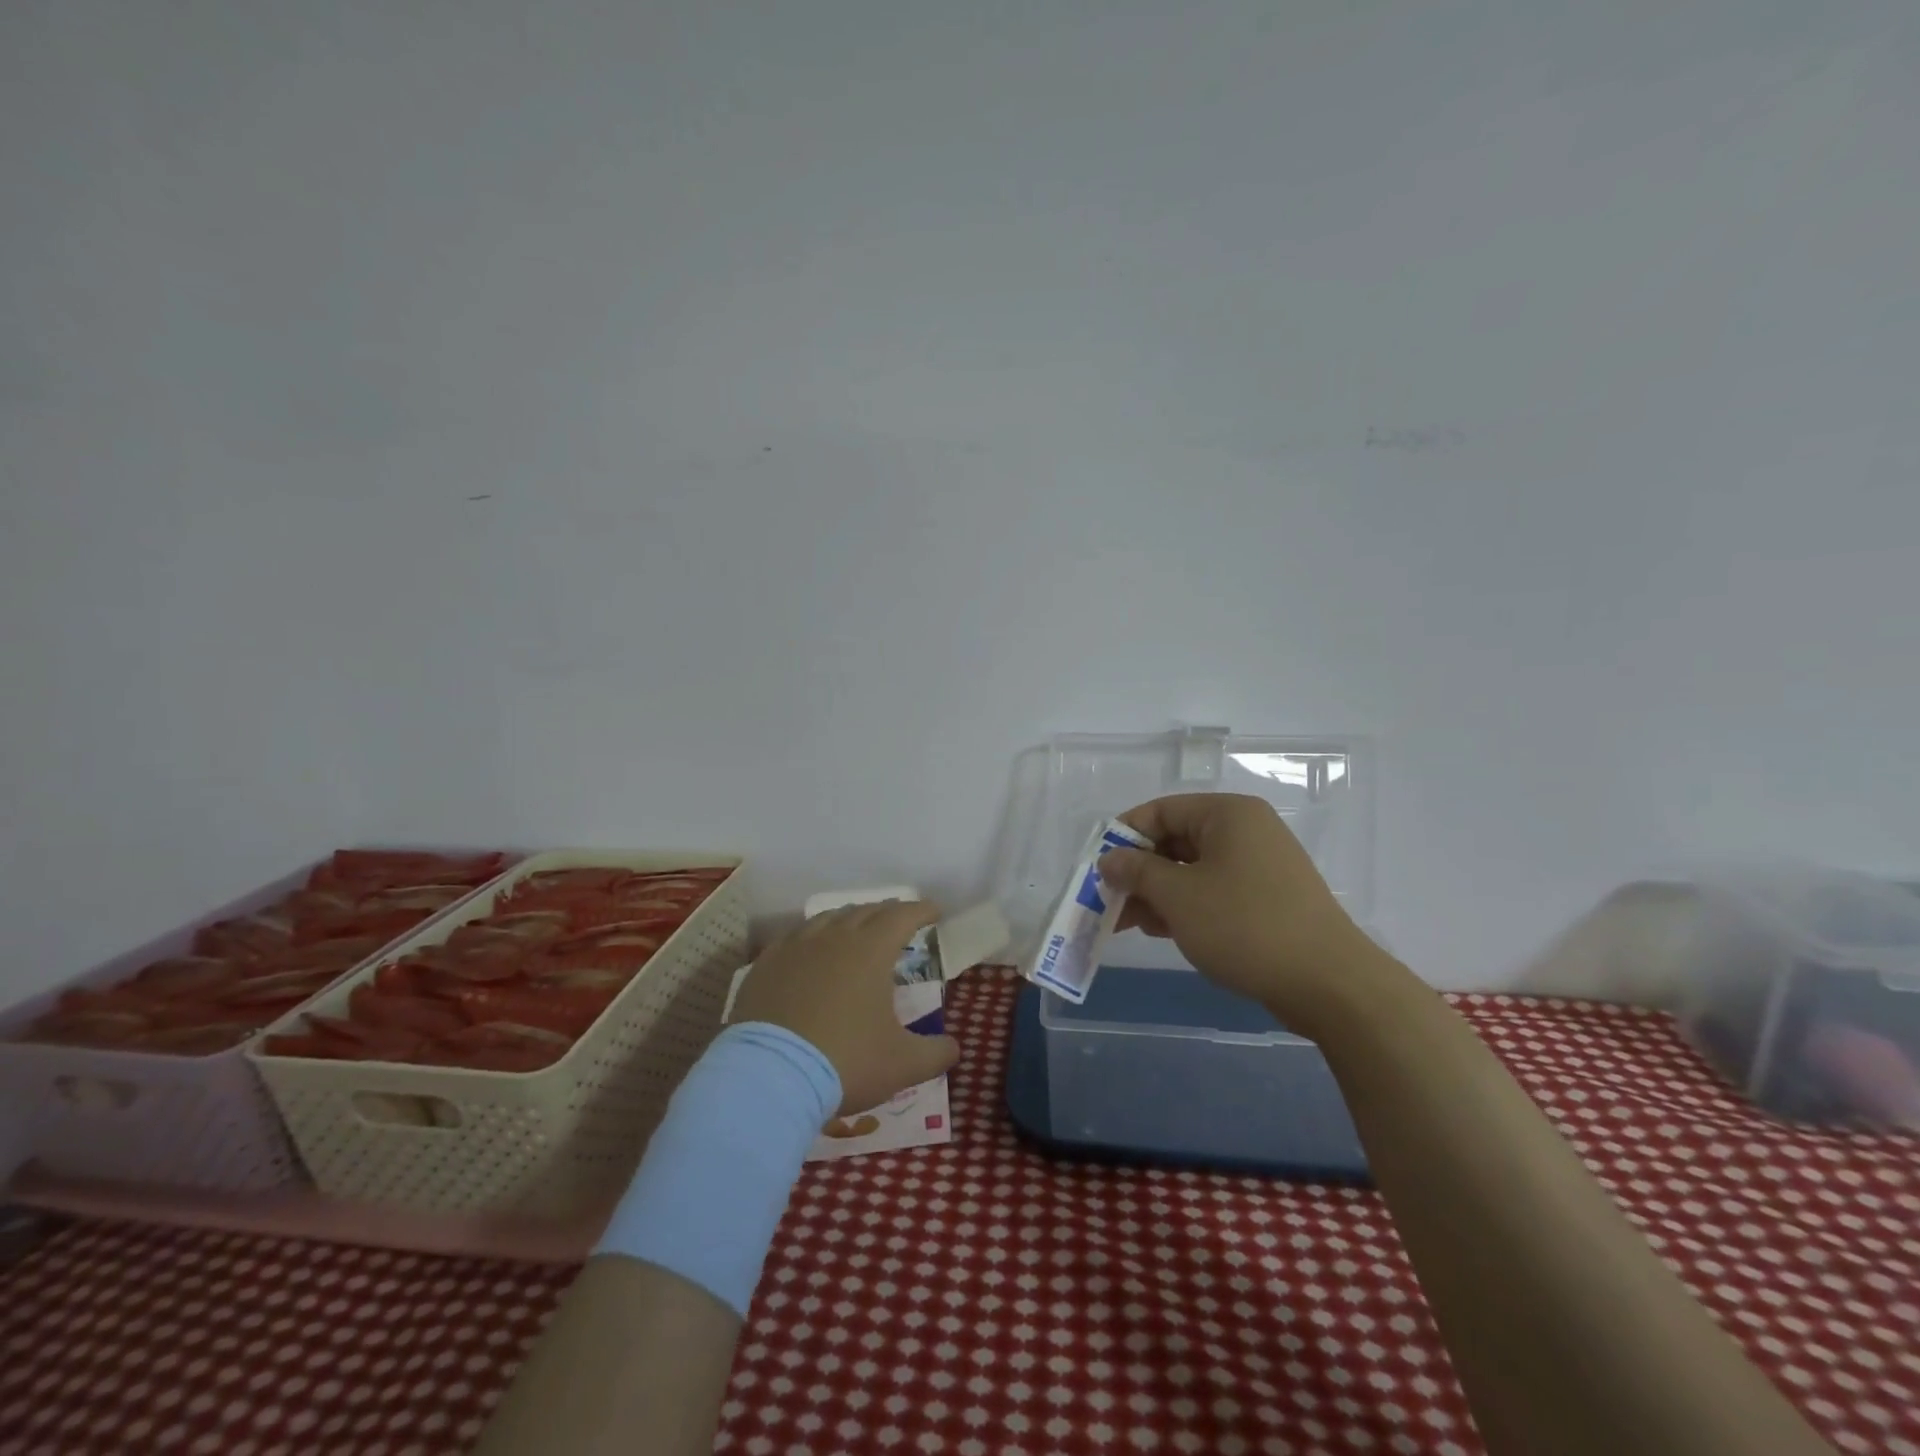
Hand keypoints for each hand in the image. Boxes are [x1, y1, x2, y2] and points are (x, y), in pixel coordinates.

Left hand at [731, 901, 960, 1116]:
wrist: (769, 1077)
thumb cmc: (845, 1062)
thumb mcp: (901, 1064)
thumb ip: (935, 1053)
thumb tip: (954, 1048)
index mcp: (871, 950)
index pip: (902, 916)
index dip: (922, 910)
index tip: (935, 911)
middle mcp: (833, 937)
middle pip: (866, 911)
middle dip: (888, 912)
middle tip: (900, 920)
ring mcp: (795, 948)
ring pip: (828, 919)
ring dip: (850, 919)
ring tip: (857, 929)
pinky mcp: (765, 965)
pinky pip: (794, 938)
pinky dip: (812, 938)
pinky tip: (810, 952)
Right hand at [1098, 794, 1395, 1025]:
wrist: (1328, 984)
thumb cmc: (1244, 925)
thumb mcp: (1178, 896)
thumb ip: (1136, 872)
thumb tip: (1109, 859)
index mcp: (1227, 814)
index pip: (1161, 810)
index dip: (1124, 836)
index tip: (1098, 868)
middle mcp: (1245, 830)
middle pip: (1175, 840)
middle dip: (1138, 871)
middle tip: (1108, 901)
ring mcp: (1259, 865)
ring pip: (1192, 869)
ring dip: (1157, 893)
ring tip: (1128, 924)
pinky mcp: (1267, 898)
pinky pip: (1213, 890)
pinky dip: (1185, 906)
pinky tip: (1161, 931)